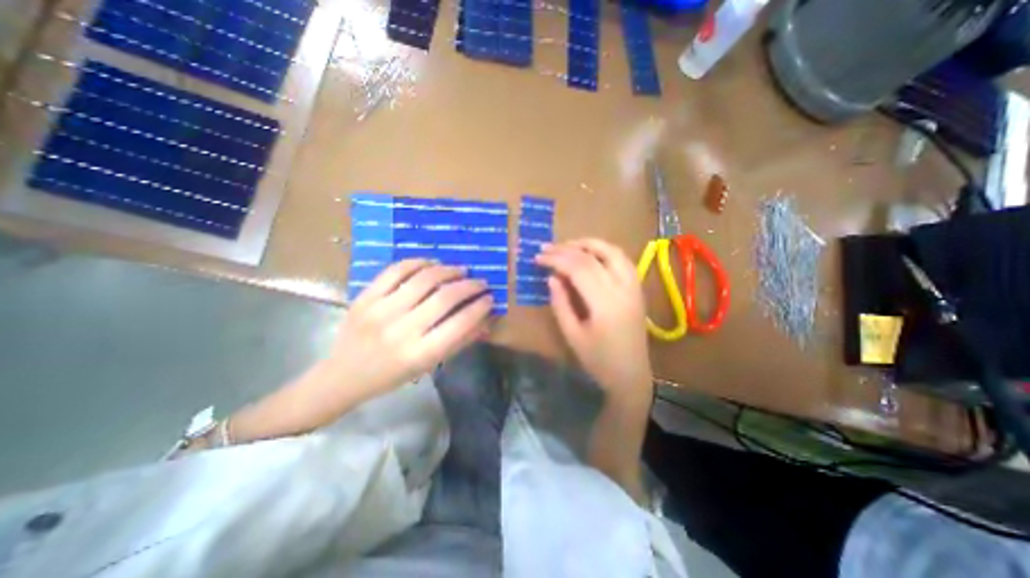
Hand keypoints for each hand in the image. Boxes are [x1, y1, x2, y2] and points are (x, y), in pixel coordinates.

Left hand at [330, 259, 490, 395]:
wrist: (341, 376)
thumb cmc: (390, 376)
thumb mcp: (428, 366)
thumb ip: (458, 342)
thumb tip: (485, 320)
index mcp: (419, 354)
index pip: (460, 323)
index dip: (479, 307)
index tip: (490, 298)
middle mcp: (401, 330)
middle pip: (445, 297)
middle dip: (469, 286)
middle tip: (480, 282)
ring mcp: (380, 310)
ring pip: (423, 279)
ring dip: (448, 271)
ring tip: (460, 270)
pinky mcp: (365, 297)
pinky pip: (396, 270)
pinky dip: (418, 262)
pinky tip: (432, 263)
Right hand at [539, 237, 649, 397]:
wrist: (631, 375)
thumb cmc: (598, 361)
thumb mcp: (572, 335)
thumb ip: (561, 304)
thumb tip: (552, 278)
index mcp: (605, 304)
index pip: (578, 268)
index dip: (556, 259)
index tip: (537, 257)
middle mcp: (623, 289)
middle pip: (593, 257)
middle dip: (567, 249)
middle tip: (547, 248)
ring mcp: (634, 288)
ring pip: (613, 252)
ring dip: (589, 244)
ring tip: (568, 245)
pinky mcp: (637, 290)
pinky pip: (623, 260)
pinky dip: (605, 251)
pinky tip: (591, 254)